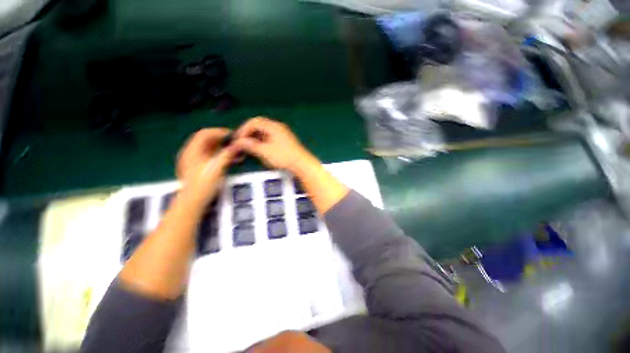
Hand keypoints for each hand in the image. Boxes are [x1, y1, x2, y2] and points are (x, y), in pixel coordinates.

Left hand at [176, 128, 239, 206]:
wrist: (192, 203)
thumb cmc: (203, 185)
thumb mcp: (216, 168)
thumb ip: (227, 155)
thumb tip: (238, 145)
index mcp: (192, 150)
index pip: (205, 133)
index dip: (219, 132)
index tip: (233, 135)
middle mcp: (191, 153)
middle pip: (207, 140)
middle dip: (222, 140)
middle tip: (236, 144)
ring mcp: (194, 160)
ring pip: (209, 149)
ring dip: (222, 148)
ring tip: (236, 152)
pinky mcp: (198, 168)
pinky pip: (210, 156)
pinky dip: (220, 155)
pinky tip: (230, 160)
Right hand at [234, 117, 312, 172]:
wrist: (301, 164)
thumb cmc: (283, 157)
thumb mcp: (264, 151)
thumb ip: (250, 145)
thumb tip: (239, 141)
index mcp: (273, 126)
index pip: (254, 122)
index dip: (243, 130)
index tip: (238, 139)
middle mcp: (278, 127)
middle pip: (259, 125)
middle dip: (249, 134)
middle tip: (242, 143)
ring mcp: (282, 133)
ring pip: (264, 132)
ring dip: (255, 138)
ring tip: (249, 147)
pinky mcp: (284, 141)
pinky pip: (270, 137)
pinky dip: (262, 141)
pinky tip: (260, 149)